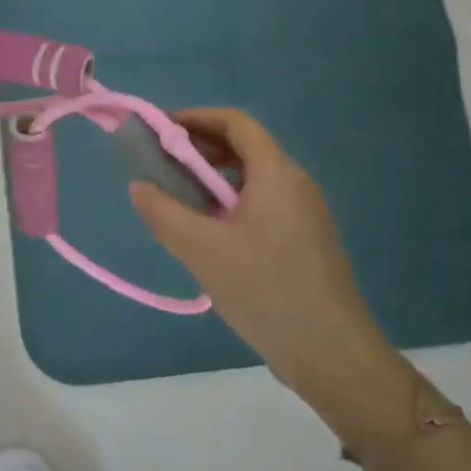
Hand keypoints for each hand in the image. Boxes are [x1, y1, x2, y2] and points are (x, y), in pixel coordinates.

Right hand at [130, 109, 401, 418]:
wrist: (331, 352)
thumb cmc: (265, 290)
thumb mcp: (201, 250)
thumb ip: (163, 212)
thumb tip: (139, 186)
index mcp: (276, 173)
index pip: (236, 122)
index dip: (196, 118)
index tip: (159, 131)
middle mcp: (295, 183)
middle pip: (245, 147)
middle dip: (200, 149)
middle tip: (161, 167)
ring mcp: (304, 213)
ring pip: (252, 179)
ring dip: (212, 180)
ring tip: (178, 202)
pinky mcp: (304, 240)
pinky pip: (262, 204)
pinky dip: (229, 204)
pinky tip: (208, 234)